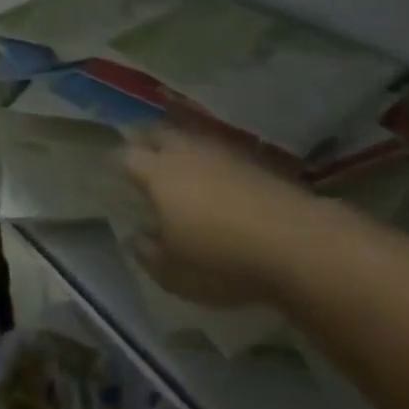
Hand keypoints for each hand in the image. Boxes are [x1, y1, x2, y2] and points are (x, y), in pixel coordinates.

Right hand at [122, 124, 317, 306]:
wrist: (295, 242)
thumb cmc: (222, 261)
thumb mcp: (175, 274)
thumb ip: (148, 254)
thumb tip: (135, 237)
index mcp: (158, 174)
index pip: (128, 156)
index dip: (118, 160)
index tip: (112, 167)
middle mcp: (186, 152)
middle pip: (159, 133)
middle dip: (146, 138)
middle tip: (140, 148)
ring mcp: (222, 151)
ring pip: (191, 136)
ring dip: (179, 143)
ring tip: (176, 157)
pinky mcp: (253, 158)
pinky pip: (219, 149)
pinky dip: (210, 156)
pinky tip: (215, 172)